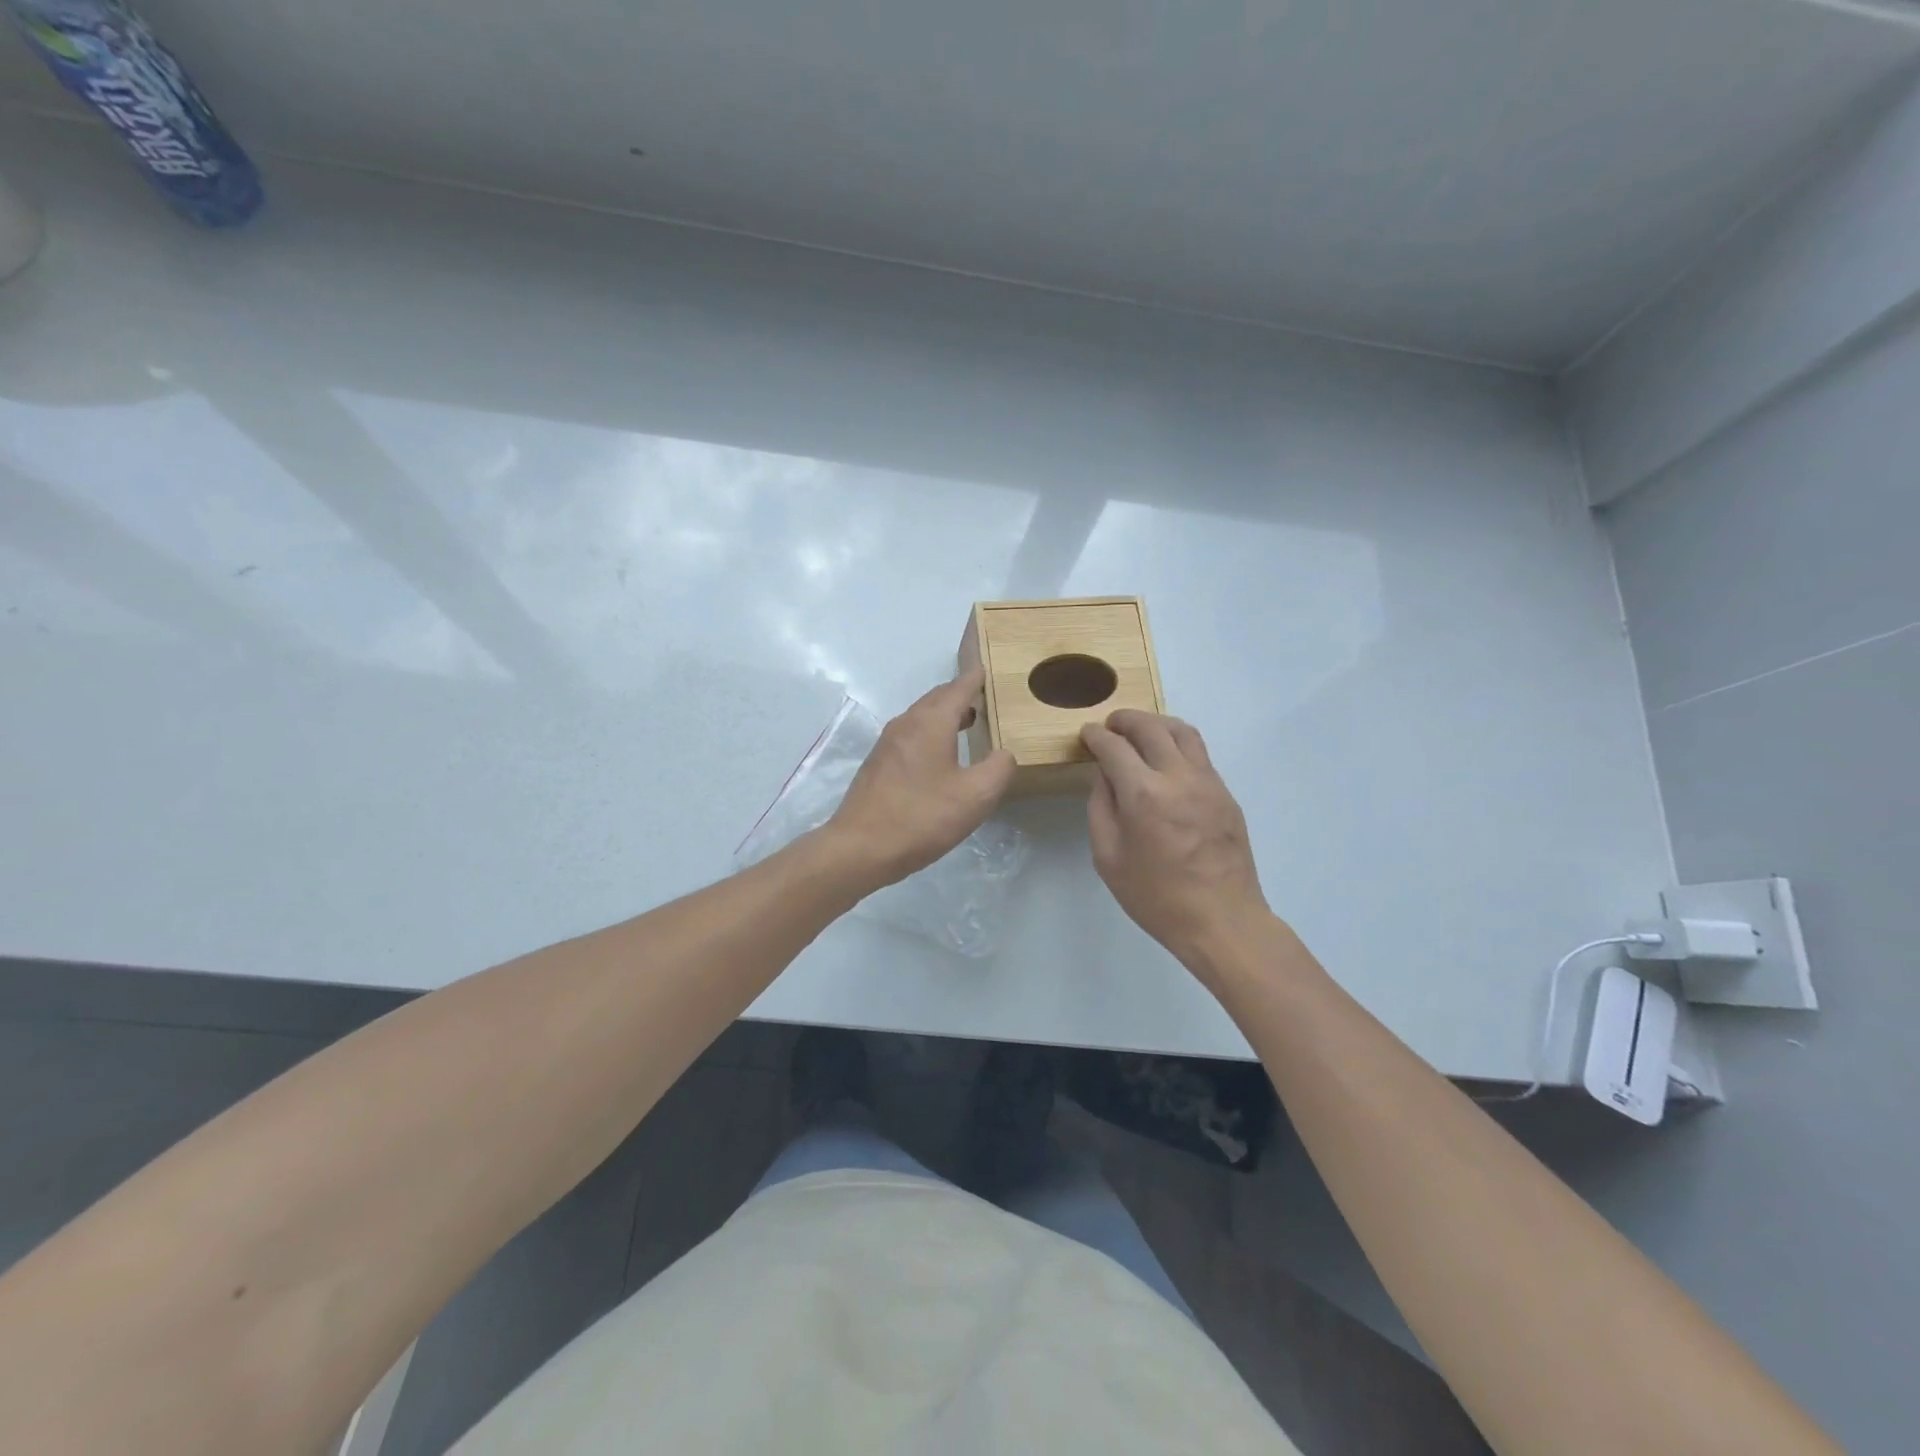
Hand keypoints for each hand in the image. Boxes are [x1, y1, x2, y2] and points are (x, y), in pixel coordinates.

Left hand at [821, 668, 1015, 888]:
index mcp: (931, 722)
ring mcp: (887, 743)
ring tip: (966, 722)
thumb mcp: (976, 797)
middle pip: (936, 699)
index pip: (958, 689)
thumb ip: (999, 769)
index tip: (988, 671)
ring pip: (921, 717)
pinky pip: (910, 735)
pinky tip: (939, 754)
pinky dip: (930, 732)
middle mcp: (906, 724)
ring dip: (944, 714)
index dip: (975, 679)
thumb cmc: (921, 817)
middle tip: (982, 696)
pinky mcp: (878, 764)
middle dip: (960, 695)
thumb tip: (1004, 754)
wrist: (861, 847)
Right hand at [1081, 710, 1270, 970]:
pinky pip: (1199, 753)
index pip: (1114, 747)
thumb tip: (1103, 775)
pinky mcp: (1226, 793)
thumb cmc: (1156, 897)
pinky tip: (1166, 759)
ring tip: (1140, 732)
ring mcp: (1208, 782)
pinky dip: (1177, 743)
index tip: (1086, 734)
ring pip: (1182, 731)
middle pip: (1150, 727)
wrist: (1222, 921)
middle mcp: (1177, 777)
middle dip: (1125, 719)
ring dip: (1156, 723)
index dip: (1095, 735)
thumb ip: (1101, 808)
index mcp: (1143, 794)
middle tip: (1110, 725)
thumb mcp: (1108, 858)